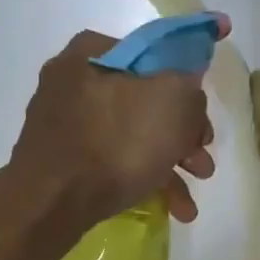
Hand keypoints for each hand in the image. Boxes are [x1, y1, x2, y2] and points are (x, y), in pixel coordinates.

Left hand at [9, 26, 220, 227]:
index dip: (189, 84)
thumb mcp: (174, 101)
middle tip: (202, 163)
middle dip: (184, 137)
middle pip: (148, 102)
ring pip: (134, 137)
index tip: (205, 116)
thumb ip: (191, 87)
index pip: (156, 55)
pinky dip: (144, 180)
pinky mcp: (64, 160)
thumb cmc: (117, 142)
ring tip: (189, 202)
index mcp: (95, 52)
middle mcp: (75, 80)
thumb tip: (189, 92)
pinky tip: (171, 208)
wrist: (54, 201)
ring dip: (171, 166)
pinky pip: (114, 162)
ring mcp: (67, 123)